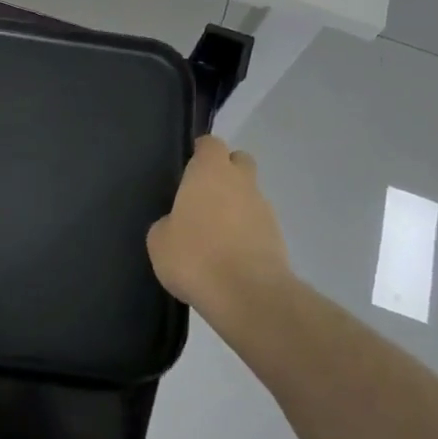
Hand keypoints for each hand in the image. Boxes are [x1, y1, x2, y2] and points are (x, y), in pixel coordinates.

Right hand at [147, 136, 291, 321]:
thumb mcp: (160, 240)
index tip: (189, 168)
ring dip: (236, 206)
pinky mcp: (278, 237)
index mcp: (210, 171)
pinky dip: (246, 233)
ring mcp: (263, 208)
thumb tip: (176, 225)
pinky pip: (258, 224)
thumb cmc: (195, 256)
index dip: (201, 153)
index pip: (210, 144)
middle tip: (205, 197)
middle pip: (239, 161)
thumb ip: (167, 223)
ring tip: (216, 237)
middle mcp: (241, 181)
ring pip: (250, 194)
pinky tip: (230, 257)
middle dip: (226, 172)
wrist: (247, 294)